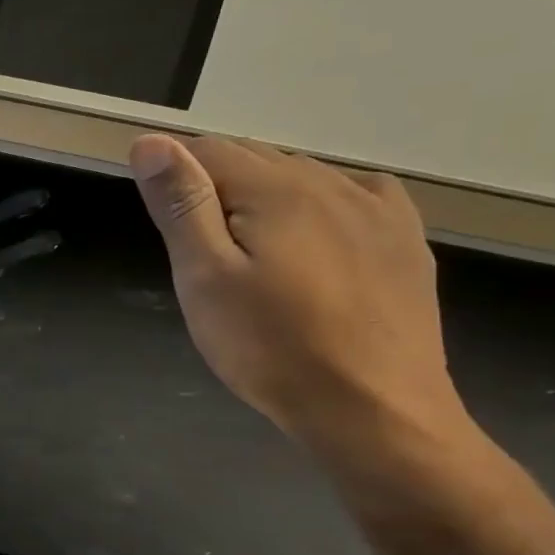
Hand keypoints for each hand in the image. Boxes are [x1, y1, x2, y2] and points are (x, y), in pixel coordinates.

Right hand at [129, 134, 466, 455]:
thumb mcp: (204, 276)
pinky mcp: (403, 240)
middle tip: (196, 247)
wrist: (374, 412)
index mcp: (275, 190)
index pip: (206, 150)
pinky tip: (312, 232)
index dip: (172, 176)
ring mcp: (376, 210)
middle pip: (252, 157)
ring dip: (260, 194)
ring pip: (299, 174)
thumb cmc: (270, 346)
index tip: (161, 222)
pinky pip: (354, 192)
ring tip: (245, 251)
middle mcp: (330, 183)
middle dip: (212, 186)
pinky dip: (318, 200)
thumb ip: (181, 204)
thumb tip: (152, 142)